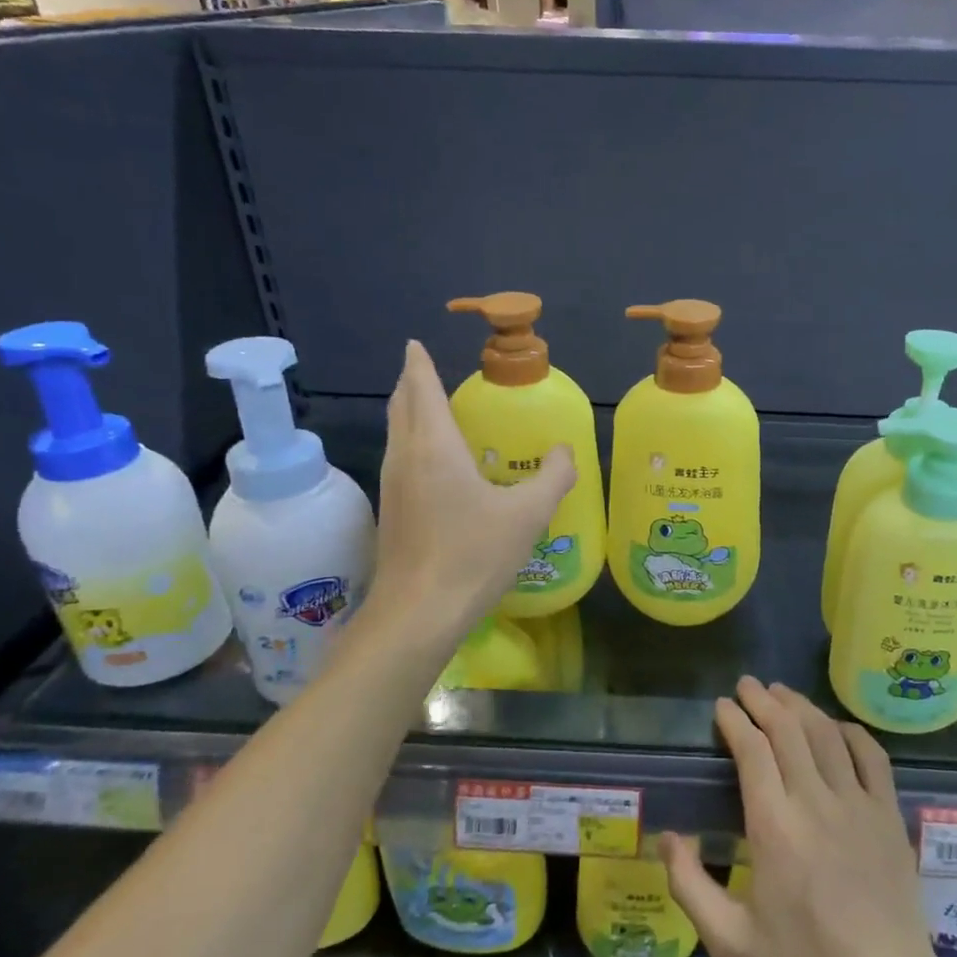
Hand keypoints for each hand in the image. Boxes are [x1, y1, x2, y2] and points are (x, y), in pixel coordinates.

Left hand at [360, 341, 575, 640]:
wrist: (418, 613)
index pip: (421, 389)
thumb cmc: (473, 555)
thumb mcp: (528, 514)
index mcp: (434, 447)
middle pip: (400, 406)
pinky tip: (435, 463)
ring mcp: (392, 486)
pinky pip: (400, 459)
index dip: (418, 364)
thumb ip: (553, 477)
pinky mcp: (392, 512)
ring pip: (396, 433)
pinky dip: (412, 442)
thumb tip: (564, 451)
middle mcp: (405, 458)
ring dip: (409, 413)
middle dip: (410, 383)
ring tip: (431, 408)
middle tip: (424, 369)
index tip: (413, 343)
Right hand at [661, 678, 946, 956]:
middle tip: (746, 685)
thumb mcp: (730, 941)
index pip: (752, 751)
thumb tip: (666, 837)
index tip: (722, 706)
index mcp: (774, 827)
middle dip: (763, 700)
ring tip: (781, 692)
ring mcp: (858, 804)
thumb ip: (689, 886)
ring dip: (800, 706)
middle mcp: (816, 802)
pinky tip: (835, 725)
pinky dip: (849, 731)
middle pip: (788, 730)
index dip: (735, 720)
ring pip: (826, 734)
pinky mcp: (888, 814)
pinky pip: (871, 755)